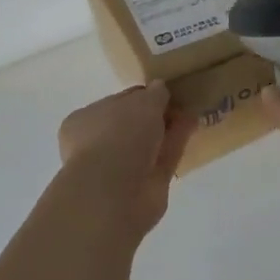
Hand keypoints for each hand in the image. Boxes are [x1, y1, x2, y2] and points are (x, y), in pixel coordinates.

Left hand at [57, 82, 193, 236]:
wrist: (117, 192)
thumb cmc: (119, 135)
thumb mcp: (142, 102)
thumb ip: (154, 94)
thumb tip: (160, 88)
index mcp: (86, 121)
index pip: (117, 102)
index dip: (141, 95)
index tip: (163, 90)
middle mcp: (100, 143)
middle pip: (134, 124)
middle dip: (157, 114)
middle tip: (182, 101)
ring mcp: (122, 166)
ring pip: (150, 142)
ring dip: (169, 128)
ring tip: (192, 111)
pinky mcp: (144, 184)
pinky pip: (163, 157)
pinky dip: (177, 142)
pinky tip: (193, 126)